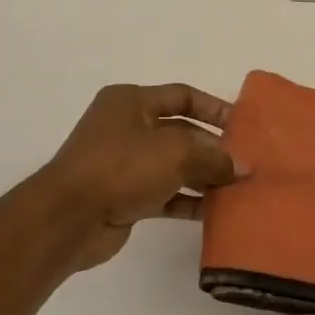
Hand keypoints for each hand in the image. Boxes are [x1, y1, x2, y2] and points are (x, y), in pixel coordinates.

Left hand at [37, 83, 244, 271]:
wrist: (69, 217)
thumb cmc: (121, 167)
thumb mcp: (176, 154)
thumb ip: (215, 158)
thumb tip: (243, 167)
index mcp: (131, 101)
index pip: (182, 96)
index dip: (215, 109)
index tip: (244, 127)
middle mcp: (126, 127)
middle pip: (181, 133)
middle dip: (213, 149)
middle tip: (246, 165)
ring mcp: (124, 164)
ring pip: (174, 166)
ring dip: (204, 177)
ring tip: (237, 190)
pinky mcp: (124, 196)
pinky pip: (165, 194)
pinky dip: (188, 200)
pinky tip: (214, 212)